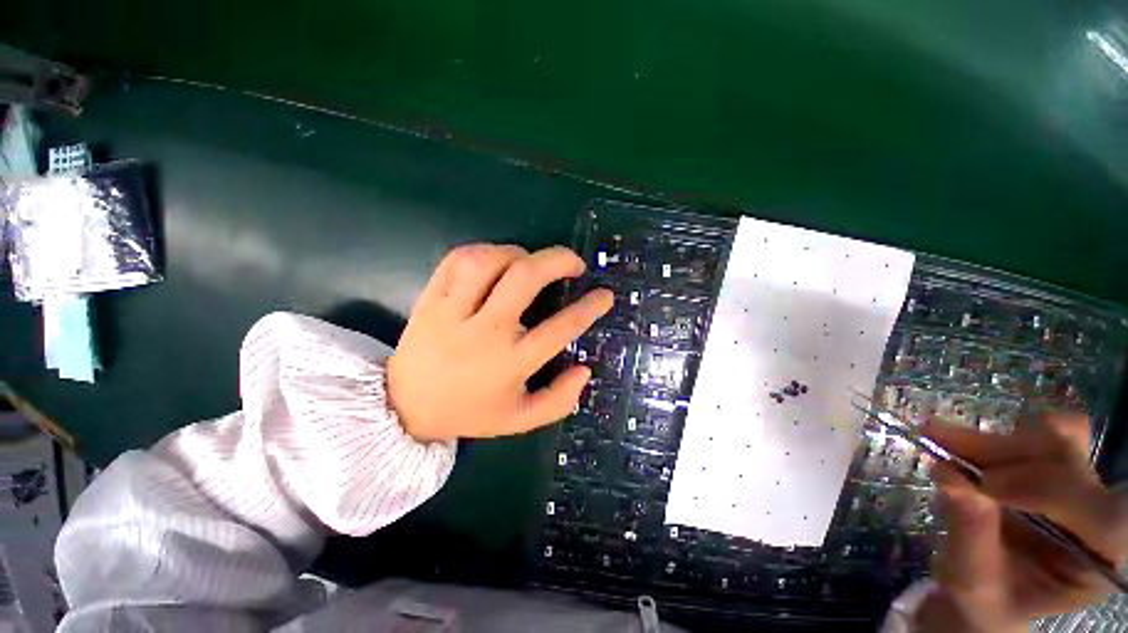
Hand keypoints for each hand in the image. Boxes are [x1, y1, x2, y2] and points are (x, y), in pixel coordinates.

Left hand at [387, 244, 612, 441]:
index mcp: (510, 363)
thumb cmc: (469, 413)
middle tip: (575, 263)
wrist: (405, 408)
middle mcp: (484, 333)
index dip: (589, 308)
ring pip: (488, 262)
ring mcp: (452, 312)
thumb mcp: (520, 420)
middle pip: (524, 279)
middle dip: (557, 261)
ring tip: (531, 261)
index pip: (561, 328)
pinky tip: (496, 260)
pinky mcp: (429, 299)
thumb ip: (559, 400)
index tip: (604, 295)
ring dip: (519, 253)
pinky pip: (457, 260)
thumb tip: (585, 370)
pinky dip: (483, 251)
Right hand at [916, 413, 1127, 632]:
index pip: (1099, 514)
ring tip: (940, 439)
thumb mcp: (974, 581)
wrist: (988, 591)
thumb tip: (948, 475)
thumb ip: (970, 533)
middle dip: (1005, 452)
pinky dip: (991, 437)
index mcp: (1098, 558)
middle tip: (941, 442)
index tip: (982, 484)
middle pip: (1071, 464)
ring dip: (994, 441)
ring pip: (1053, 438)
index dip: (1047, 489)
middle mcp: (1099, 514)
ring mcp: (1080, 484)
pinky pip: (1036, 434)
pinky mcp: (1055, 465)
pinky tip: (954, 441)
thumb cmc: (988, 599)